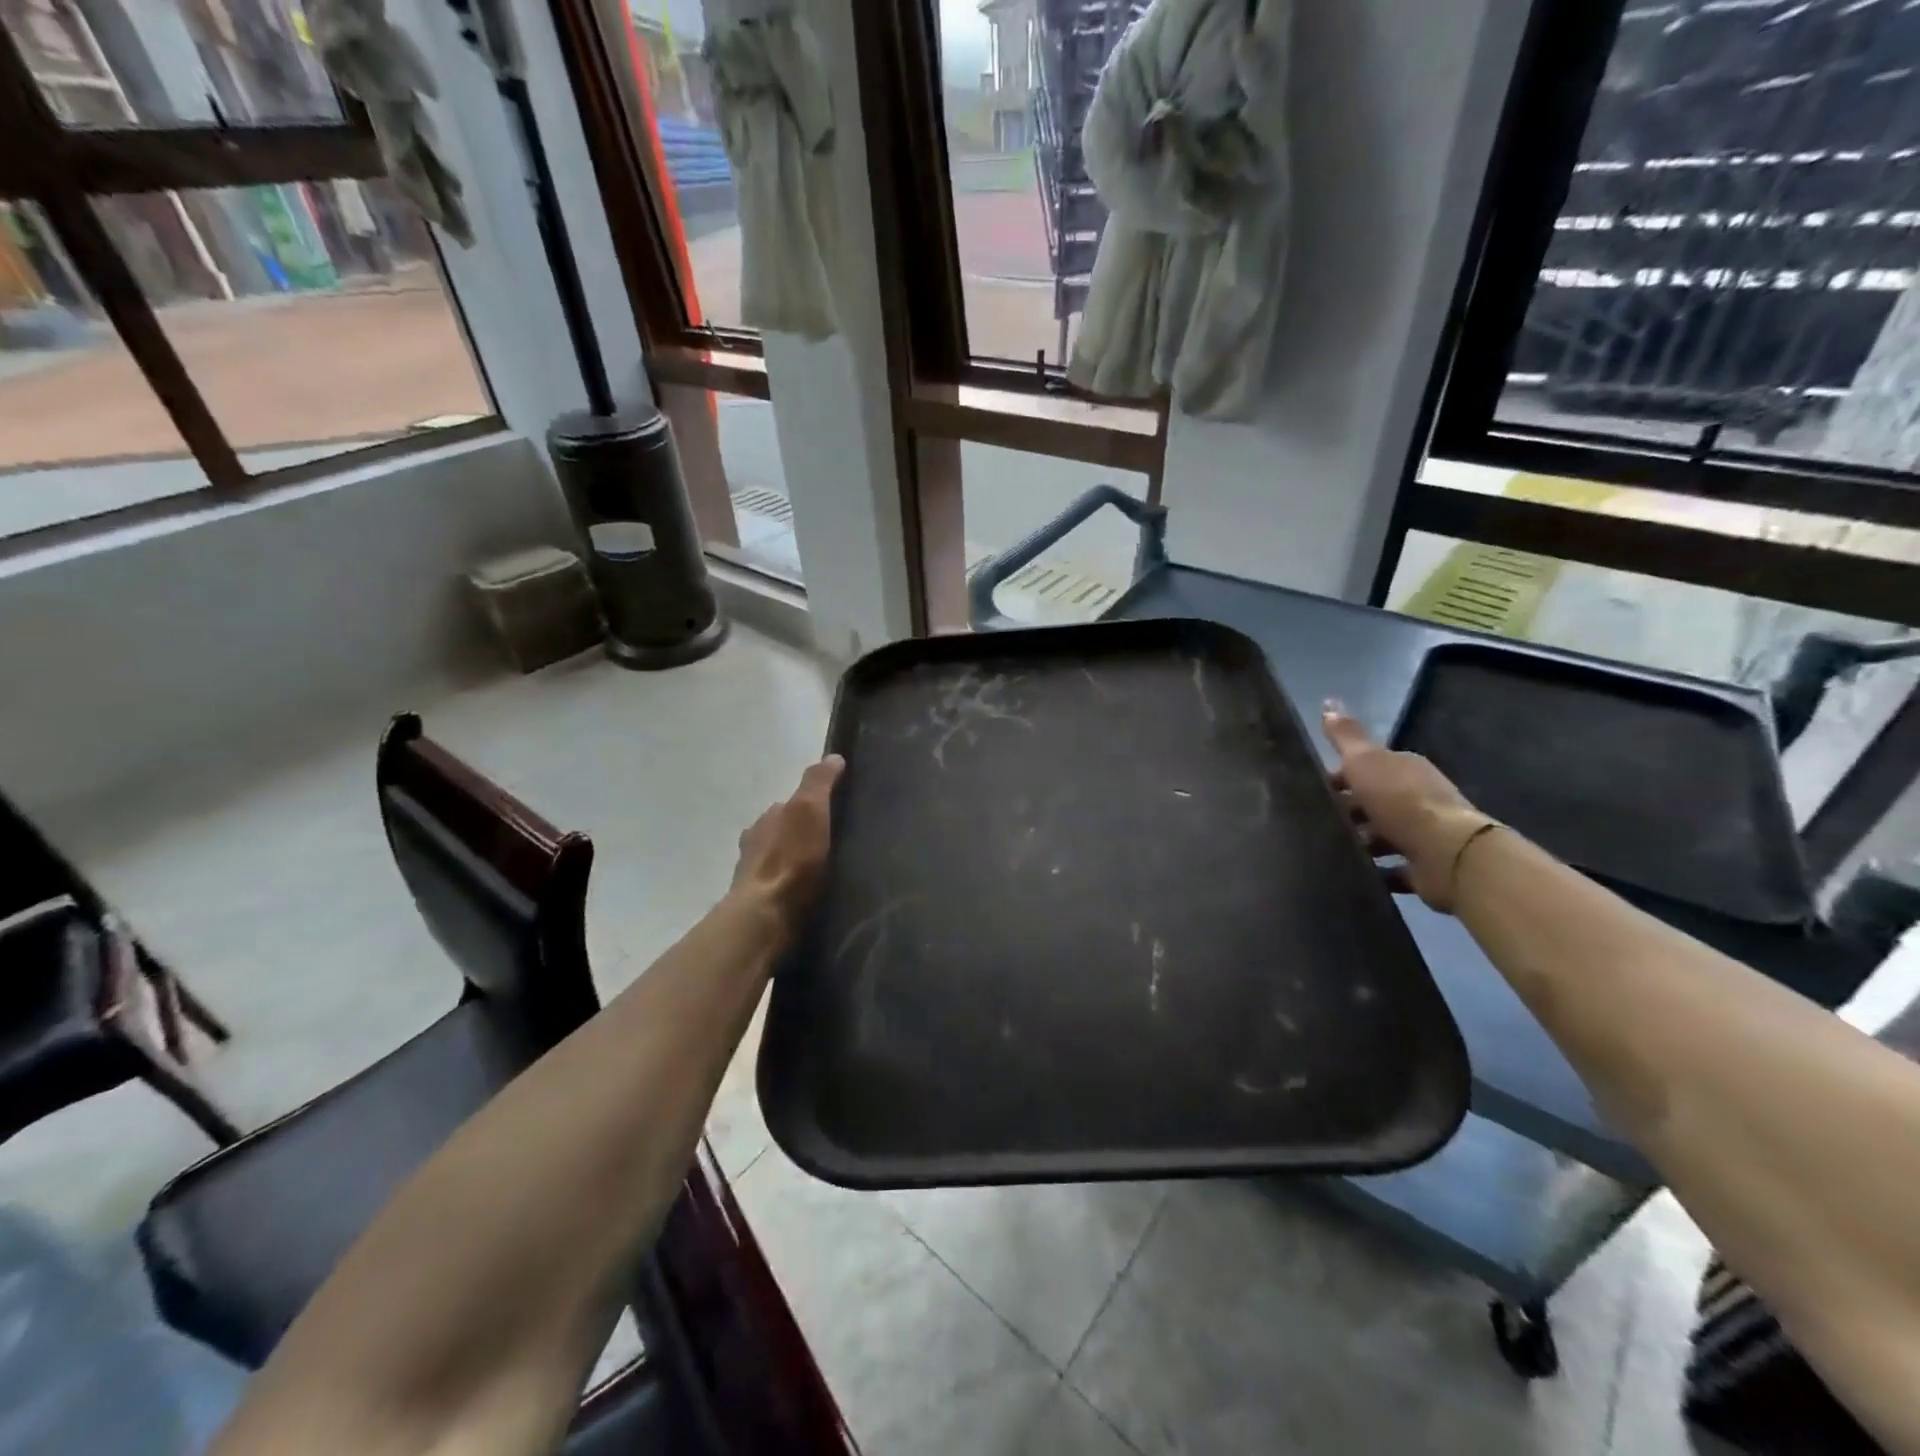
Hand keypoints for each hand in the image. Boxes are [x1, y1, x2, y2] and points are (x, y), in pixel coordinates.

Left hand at [732, 756, 844, 934]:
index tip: (833, 810)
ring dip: (797, 863)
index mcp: (766, 819)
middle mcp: (755, 844)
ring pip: (780, 861)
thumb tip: (832, 757)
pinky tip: (811, 894)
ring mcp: (755, 877)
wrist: (766, 918)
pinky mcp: (762, 907)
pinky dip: (794, 887)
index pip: (789, 803)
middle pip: (783, 832)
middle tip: (833, 842)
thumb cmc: (790, 859)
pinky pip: (782, 889)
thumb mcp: (809, 809)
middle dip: (802, 834)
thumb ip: (818, 782)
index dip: (810, 804)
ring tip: (826, 871)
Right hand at [1322, 704, 1493, 912]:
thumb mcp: (1365, 761)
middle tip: (1315, 822)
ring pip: (1381, 835)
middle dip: (1346, 811)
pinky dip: (1374, 871)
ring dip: (1359, 842)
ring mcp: (1422, 834)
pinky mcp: (1423, 867)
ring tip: (1328, 850)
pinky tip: (1351, 874)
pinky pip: (1391, 868)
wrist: (1447, 853)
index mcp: (1404, 769)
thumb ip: (1346, 736)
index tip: (1312, 790)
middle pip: (1373, 802)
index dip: (1339, 777)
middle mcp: (1416, 797)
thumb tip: (1329, 702)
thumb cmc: (1400, 800)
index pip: (1366, 767)